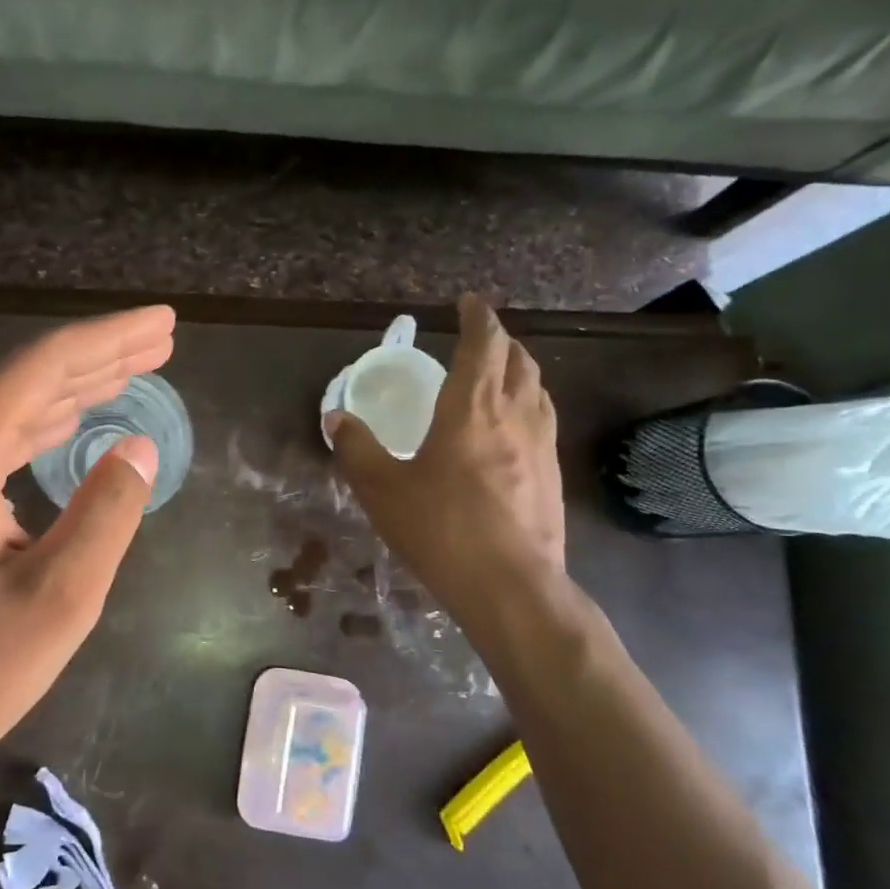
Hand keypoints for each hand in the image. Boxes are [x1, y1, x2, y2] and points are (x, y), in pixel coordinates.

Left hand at [0, 306, 175, 808]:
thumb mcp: (59, 599)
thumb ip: (106, 513)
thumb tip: (139, 448)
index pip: (42, 369)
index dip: (109, 339)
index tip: (163, 321)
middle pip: (24, 378)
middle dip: (98, 356)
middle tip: (161, 338)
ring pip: (9, 408)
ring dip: (74, 388)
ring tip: (134, 369)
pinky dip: (44, 427)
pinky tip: (76, 422)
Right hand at [326, 295, 563, 612]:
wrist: (510, 585)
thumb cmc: (441, 529)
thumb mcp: (382, 489)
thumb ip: (357, 449)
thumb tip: (336, 418)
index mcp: (472, 408)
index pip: (484, 344)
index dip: (478, 317)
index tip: (468, 302)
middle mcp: (514, 415)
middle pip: (519, 359)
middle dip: (501, 340)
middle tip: (479, 339)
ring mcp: (542, 444)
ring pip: (537, 388)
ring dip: (519, 370)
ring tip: (499, 375)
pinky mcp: (553, 474)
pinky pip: (544, 419)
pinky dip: (528, 404)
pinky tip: (513, 428)